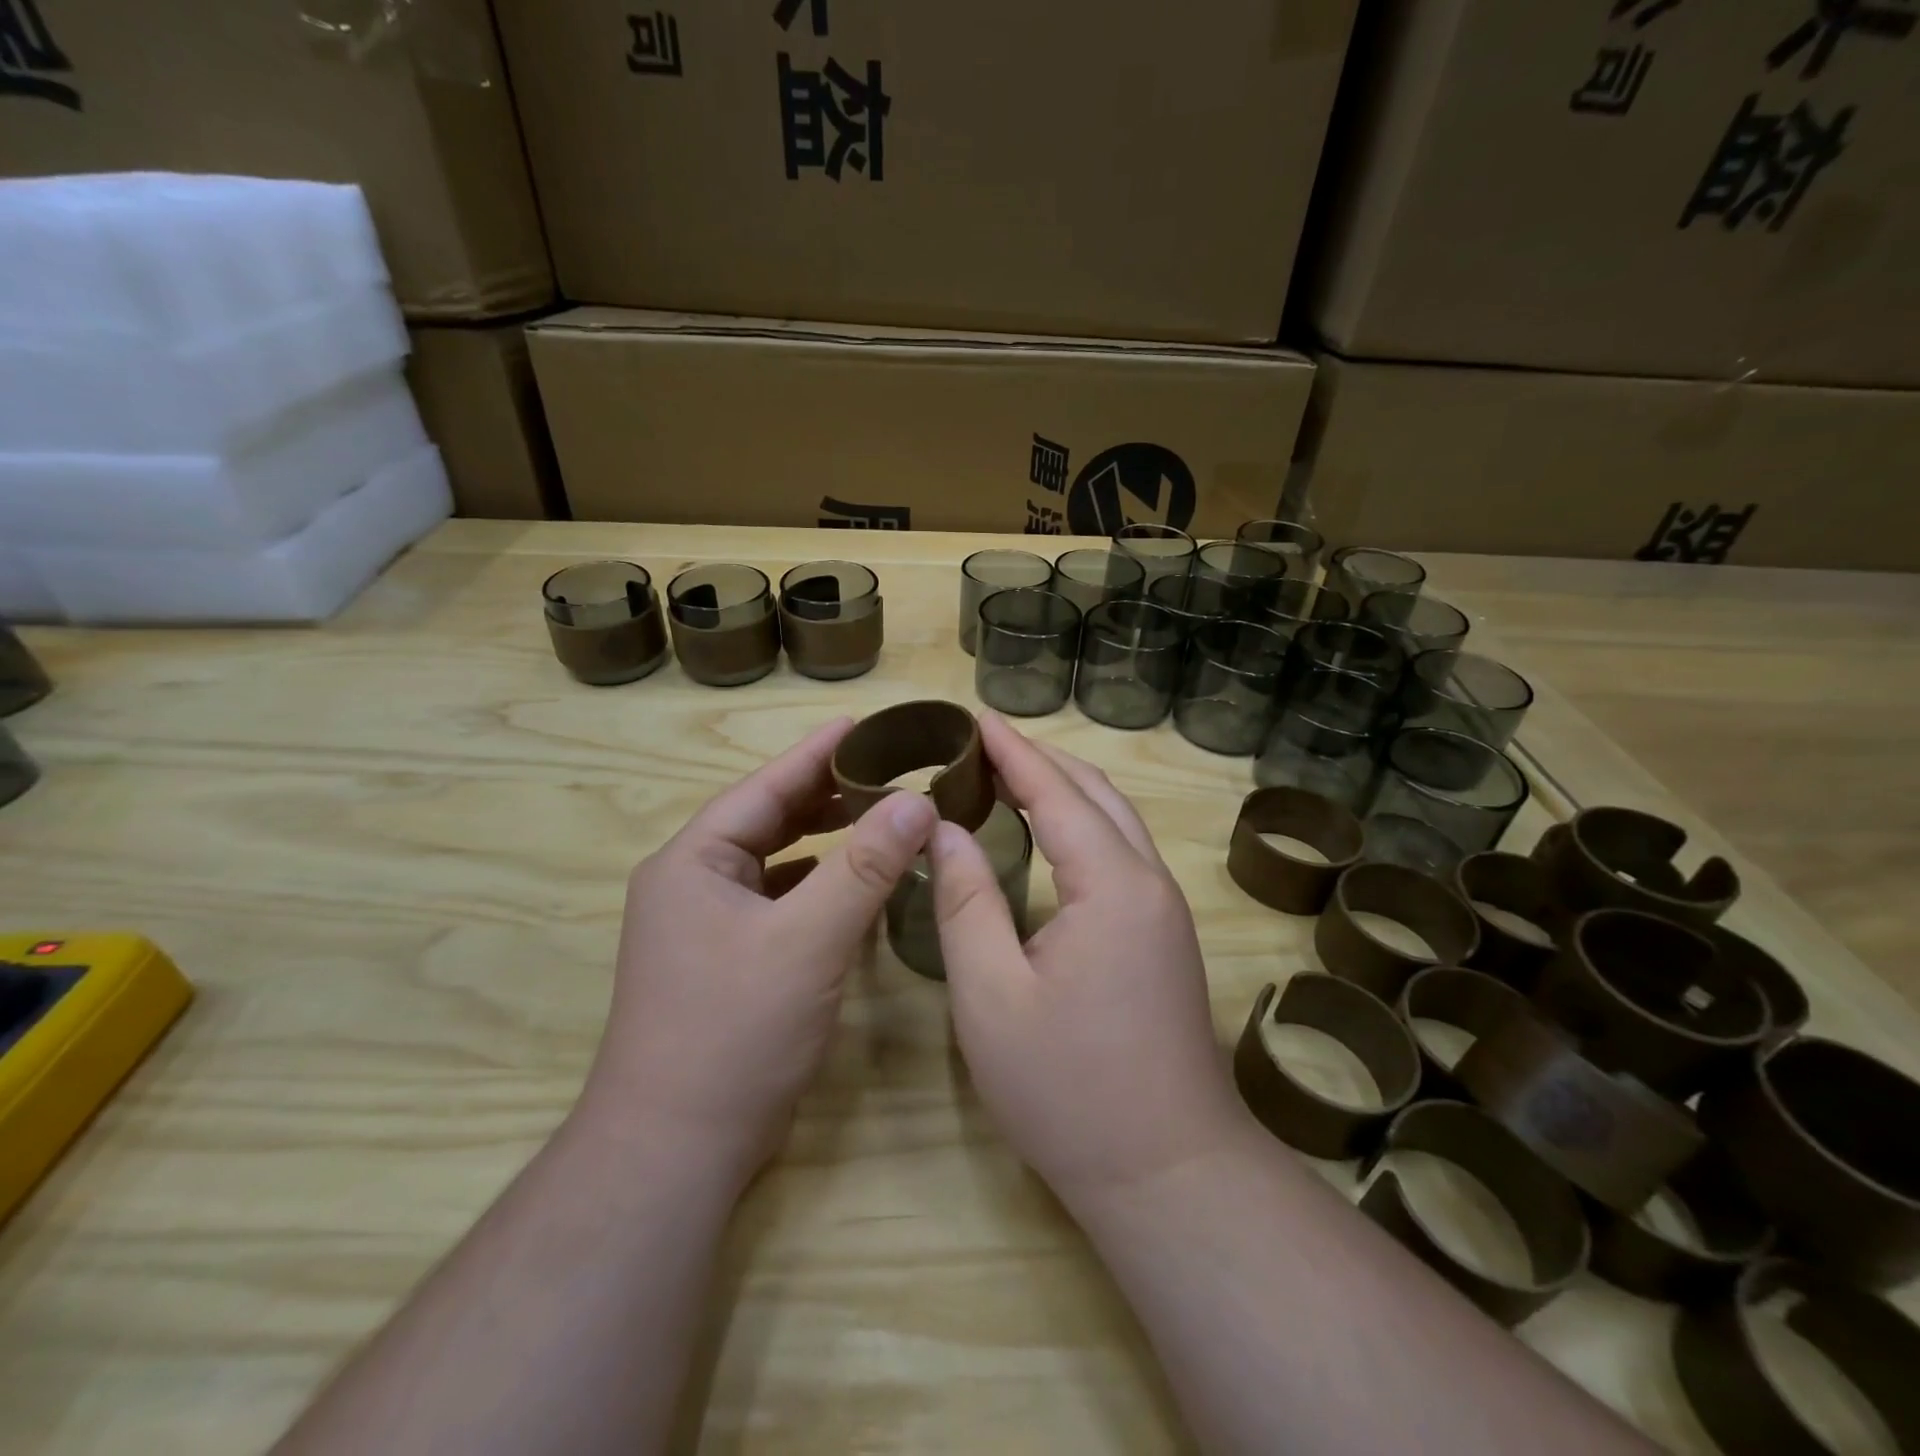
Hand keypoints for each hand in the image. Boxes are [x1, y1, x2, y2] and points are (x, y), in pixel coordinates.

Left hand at [582, 719, 937, 1182]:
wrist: (675, 1149)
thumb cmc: (734, 1031)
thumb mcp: (809, 940)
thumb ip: (865, 867)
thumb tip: (918, 802)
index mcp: (693, 862)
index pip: (763, 788)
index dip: (815, 754)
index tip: (862, 725)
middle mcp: (692, 884)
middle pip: (766, 820)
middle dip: (823, 794)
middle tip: (884, 770)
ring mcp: (704, 925)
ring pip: (773, 862)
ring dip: (821, 838)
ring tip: (875, 815)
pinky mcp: (724, 960)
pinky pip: (776, 899)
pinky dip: (813, 882)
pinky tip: (848, 882)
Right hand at [929, 713, 1244, 1208]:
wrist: (1166, 1171)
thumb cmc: (1067, 1089)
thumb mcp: (992, 995)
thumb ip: (966, 901)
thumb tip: (946, 830)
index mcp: (1110, 885)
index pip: (1056, 792)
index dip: (1012, 751)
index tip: (973, 718)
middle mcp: (1148, 882)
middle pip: (1094, 793)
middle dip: (1039, 759)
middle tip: (982, 743)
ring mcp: (1164, 910)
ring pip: (1115, 820)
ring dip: (1064, 787)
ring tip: (1008, 774)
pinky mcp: (1163, 936)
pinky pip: (1121, 851)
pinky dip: (1082, 822)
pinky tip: (1049, 833)